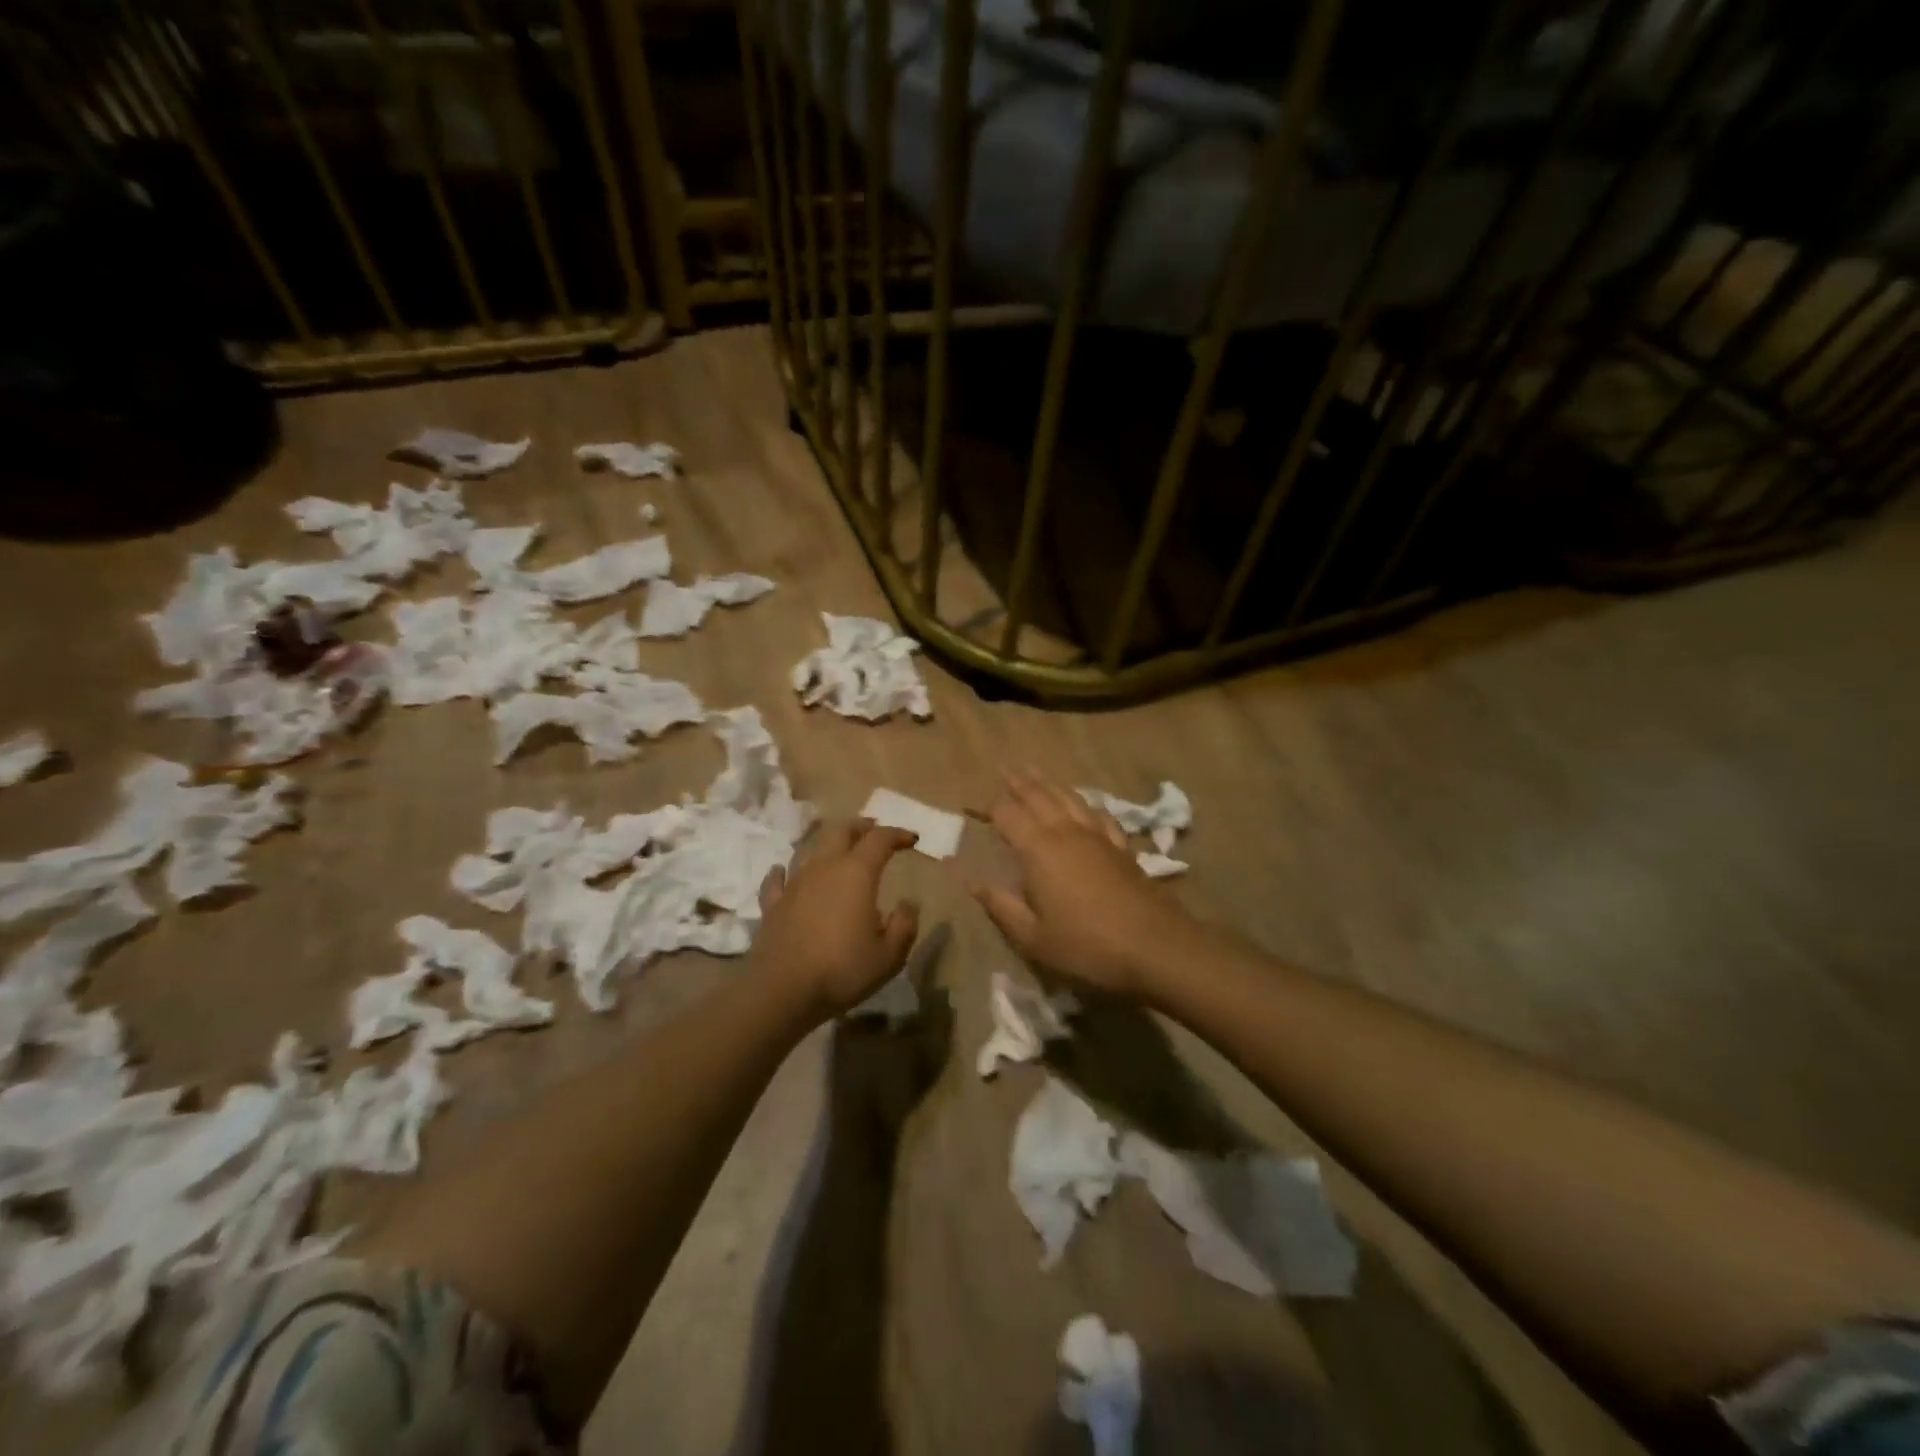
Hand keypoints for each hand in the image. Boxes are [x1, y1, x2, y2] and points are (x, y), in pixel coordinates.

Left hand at [754, 820, 920, 1021]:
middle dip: (860, 827)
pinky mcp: (772, 904)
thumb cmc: (842, 970)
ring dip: (826, 844)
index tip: (911, 839)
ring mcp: (794, 884)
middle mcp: (824, 868)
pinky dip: (783, 872)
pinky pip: (776, 879)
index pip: (880, 839)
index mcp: (857, 873)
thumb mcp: (889, 956)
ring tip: (837, 850)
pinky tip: (782, 872)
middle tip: (873, 830)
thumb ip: (904, 926)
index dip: (897, 834)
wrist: (782, 991)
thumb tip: (908, 904)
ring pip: (809, 849)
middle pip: (841, 831)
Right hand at [972, 772, 1197, 999]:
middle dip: (1019, 783)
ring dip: (1050, 784)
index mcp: (1038, 849)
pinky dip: (1085, 803)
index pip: (1007, 815)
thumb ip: (1000, 905)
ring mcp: (1098, 836)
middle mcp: (1066, 832)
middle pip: (1039, 796)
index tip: (973, 808)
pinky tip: (1085, 804)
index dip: (988, 808)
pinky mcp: (1122, 847)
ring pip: (1069, 798)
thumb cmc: (1086, 946)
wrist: (1155, 947)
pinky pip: (1099, 814)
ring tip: (1036, 774)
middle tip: (1006, 769)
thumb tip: (970, 880)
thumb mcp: (1032, 936)